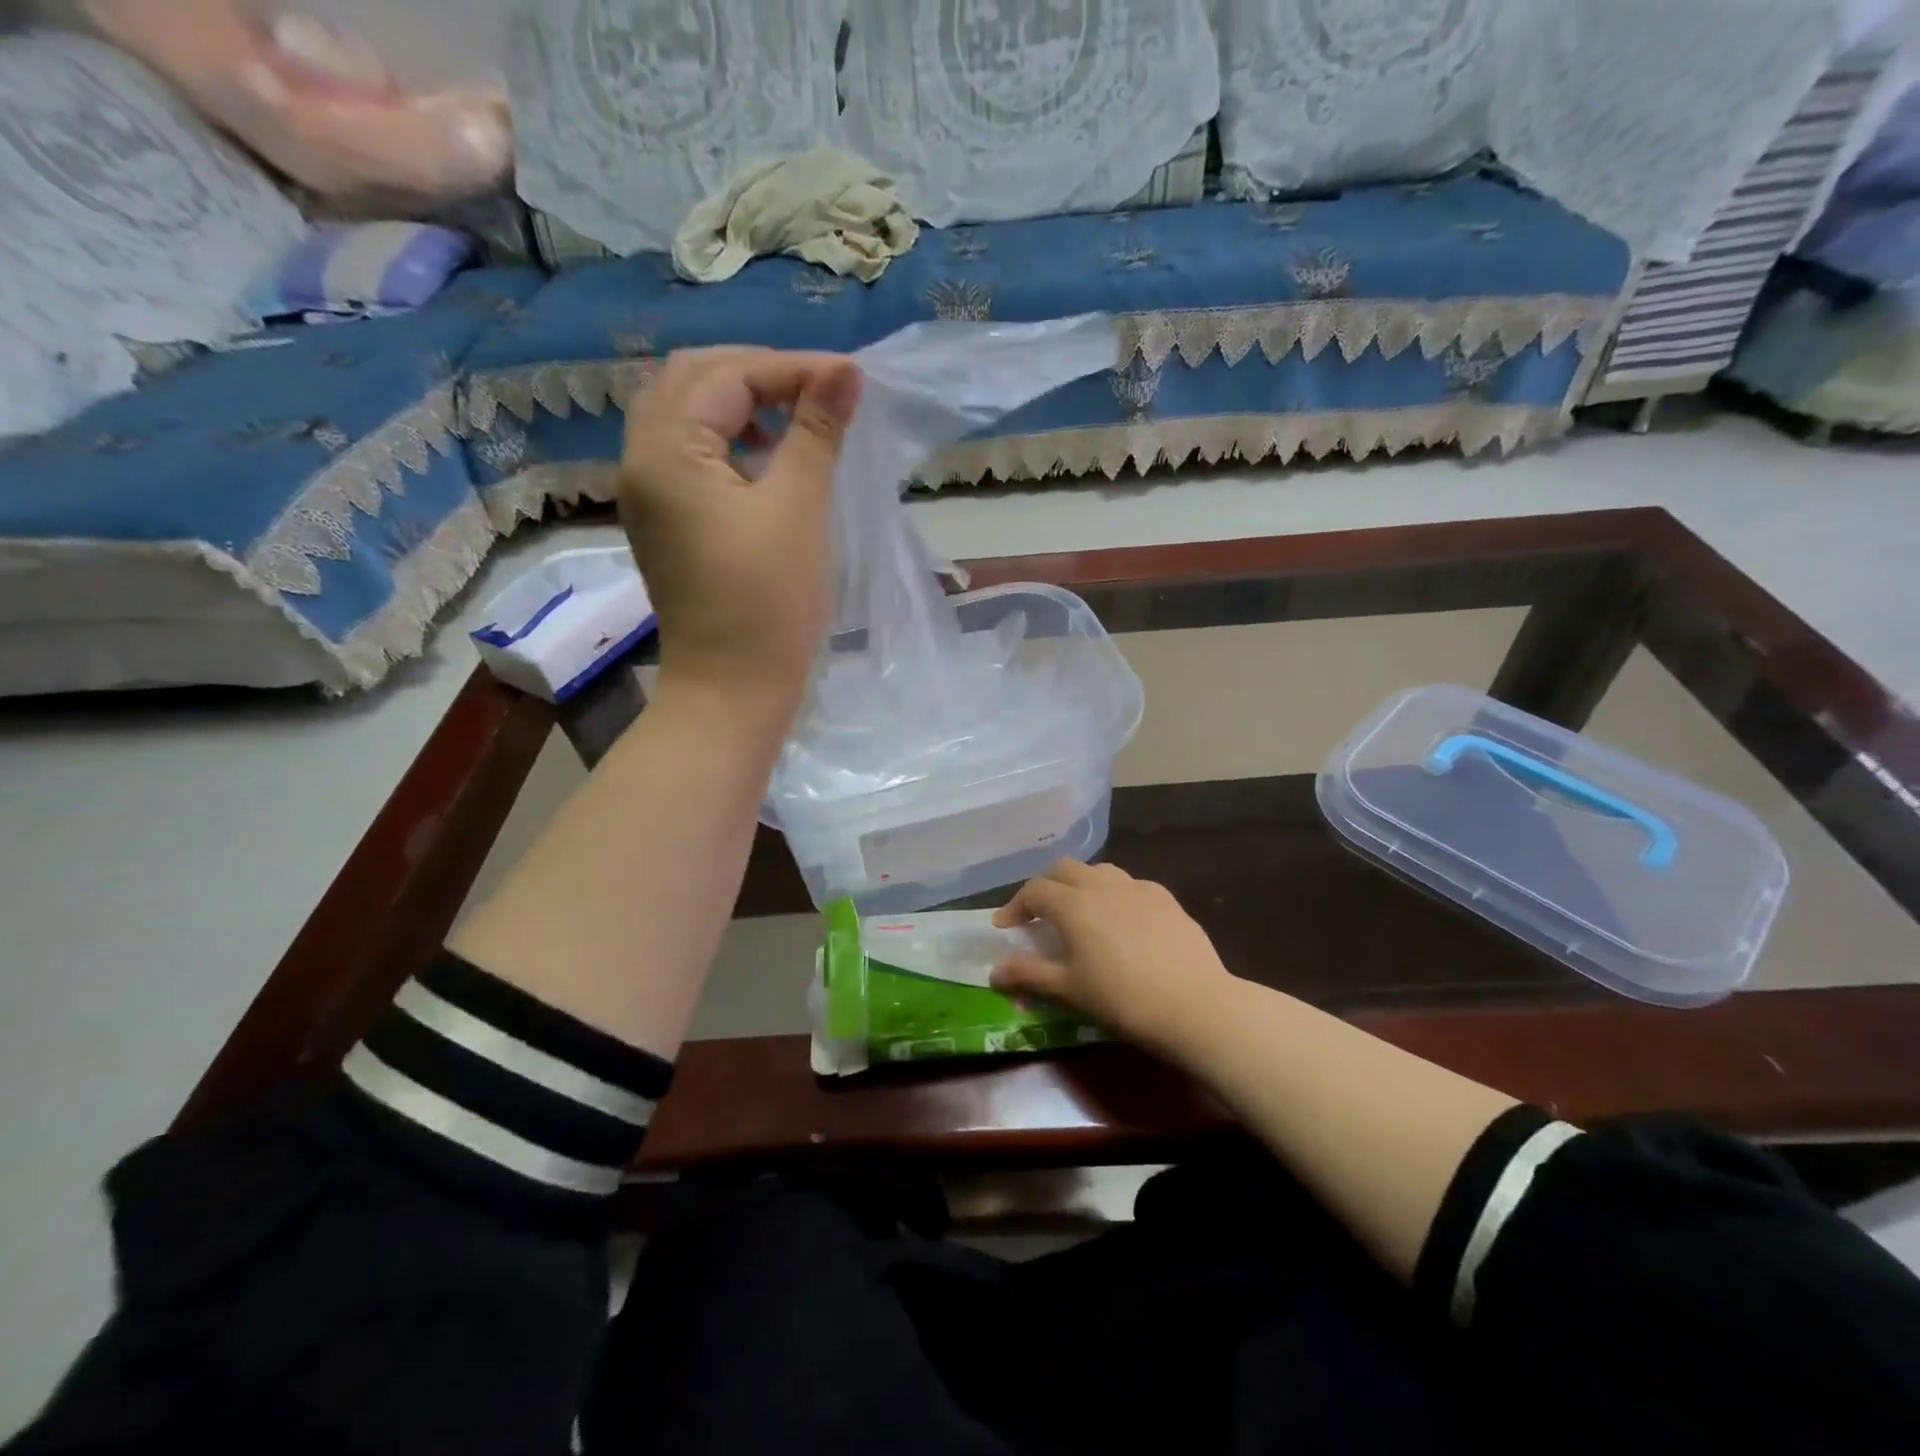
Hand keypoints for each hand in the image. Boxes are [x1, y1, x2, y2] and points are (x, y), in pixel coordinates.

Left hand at [619, 346, 861, 708]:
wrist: (733, 688)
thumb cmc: (769, 602)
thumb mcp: (799, 508)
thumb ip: (817, 430)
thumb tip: (845, 371)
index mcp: (667, 451)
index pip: (726, 375)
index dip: (791, 368)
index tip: (851, 378)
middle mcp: (642, 461)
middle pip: (690, 381)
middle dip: (757, 374)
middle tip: (819, 389)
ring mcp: (648, 494)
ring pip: (685, 414)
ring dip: (739, 402)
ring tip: (796, 417)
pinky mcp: (664, 521)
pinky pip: (687, 453)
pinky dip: (726, 438)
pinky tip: (767, 457)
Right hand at [991, 859, 1234, 1059]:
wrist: (1195, 1005)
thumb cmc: (1122, 999)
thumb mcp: (1069, 990)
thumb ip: (1029, 975)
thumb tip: (994, 971)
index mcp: (1073, 904)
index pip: (1034, 890)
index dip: (1015, 906)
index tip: (1005, 926)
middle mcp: (1102, 885)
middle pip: (1065, 869)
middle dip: (1046, 886)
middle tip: (1039, 914)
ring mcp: (1138, 888)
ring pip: (1100, 872)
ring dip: (1082, 885)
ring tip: (1081, 913)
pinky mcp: (1167, 899)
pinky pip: (1131, 886)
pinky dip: (1115, 896)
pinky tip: (1123, 922)